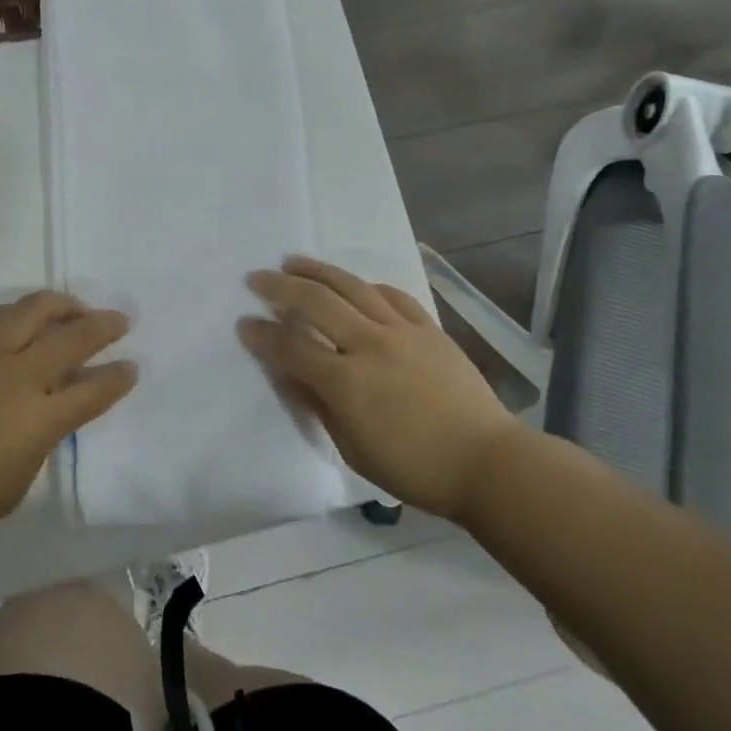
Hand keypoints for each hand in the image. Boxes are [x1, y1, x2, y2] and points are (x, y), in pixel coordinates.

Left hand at [0, 291, 136, 543]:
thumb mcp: (16, 483)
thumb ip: (40, 442)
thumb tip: (48, 414)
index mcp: (38, 418)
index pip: (92, 391)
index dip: (117, 378)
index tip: (132, 367)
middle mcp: (19, 376)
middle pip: (72, 338)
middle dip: (103, 326)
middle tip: (120, 320)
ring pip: (33, 310)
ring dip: (62, 304)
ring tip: (75, 306)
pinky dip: (18, 310)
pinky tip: (25, 314)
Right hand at [239, 256, 517, 519]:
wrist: (486, 461)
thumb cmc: (414, 468)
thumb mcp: (353, 449)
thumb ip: (318, 406)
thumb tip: (288, 375)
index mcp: (347, 382)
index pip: (292, 347)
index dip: (263, 335)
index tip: (243, 324)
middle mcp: (370, 345)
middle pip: (317, 302)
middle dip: (280, 287)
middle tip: (256, 278)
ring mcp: (402, 331)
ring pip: (352, 287)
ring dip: (318, 271)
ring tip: (293, 262)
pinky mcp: (429, 328)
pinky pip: (391, 295)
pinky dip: (365, 285)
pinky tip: (352, 284)